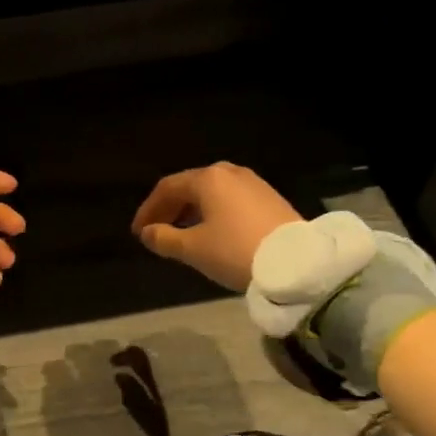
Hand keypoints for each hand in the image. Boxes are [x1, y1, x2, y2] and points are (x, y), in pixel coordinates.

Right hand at [131, 163, 299, 291]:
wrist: (296, 262)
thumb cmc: (235, 250)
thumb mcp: (194, 249)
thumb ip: (164, 239)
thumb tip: (148, 233)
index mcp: (207, 178)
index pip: (168, 188)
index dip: (149, 209)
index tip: (139, 232)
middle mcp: (229, 173)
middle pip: (190, 187)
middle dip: (170, 209)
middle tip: (156, 232)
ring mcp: (253, 183)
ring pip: (212, 193)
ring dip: (192, 211)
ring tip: (182, 235)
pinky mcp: (270, 198)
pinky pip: (231, 200)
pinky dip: (213, 213)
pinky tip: (212, 233)